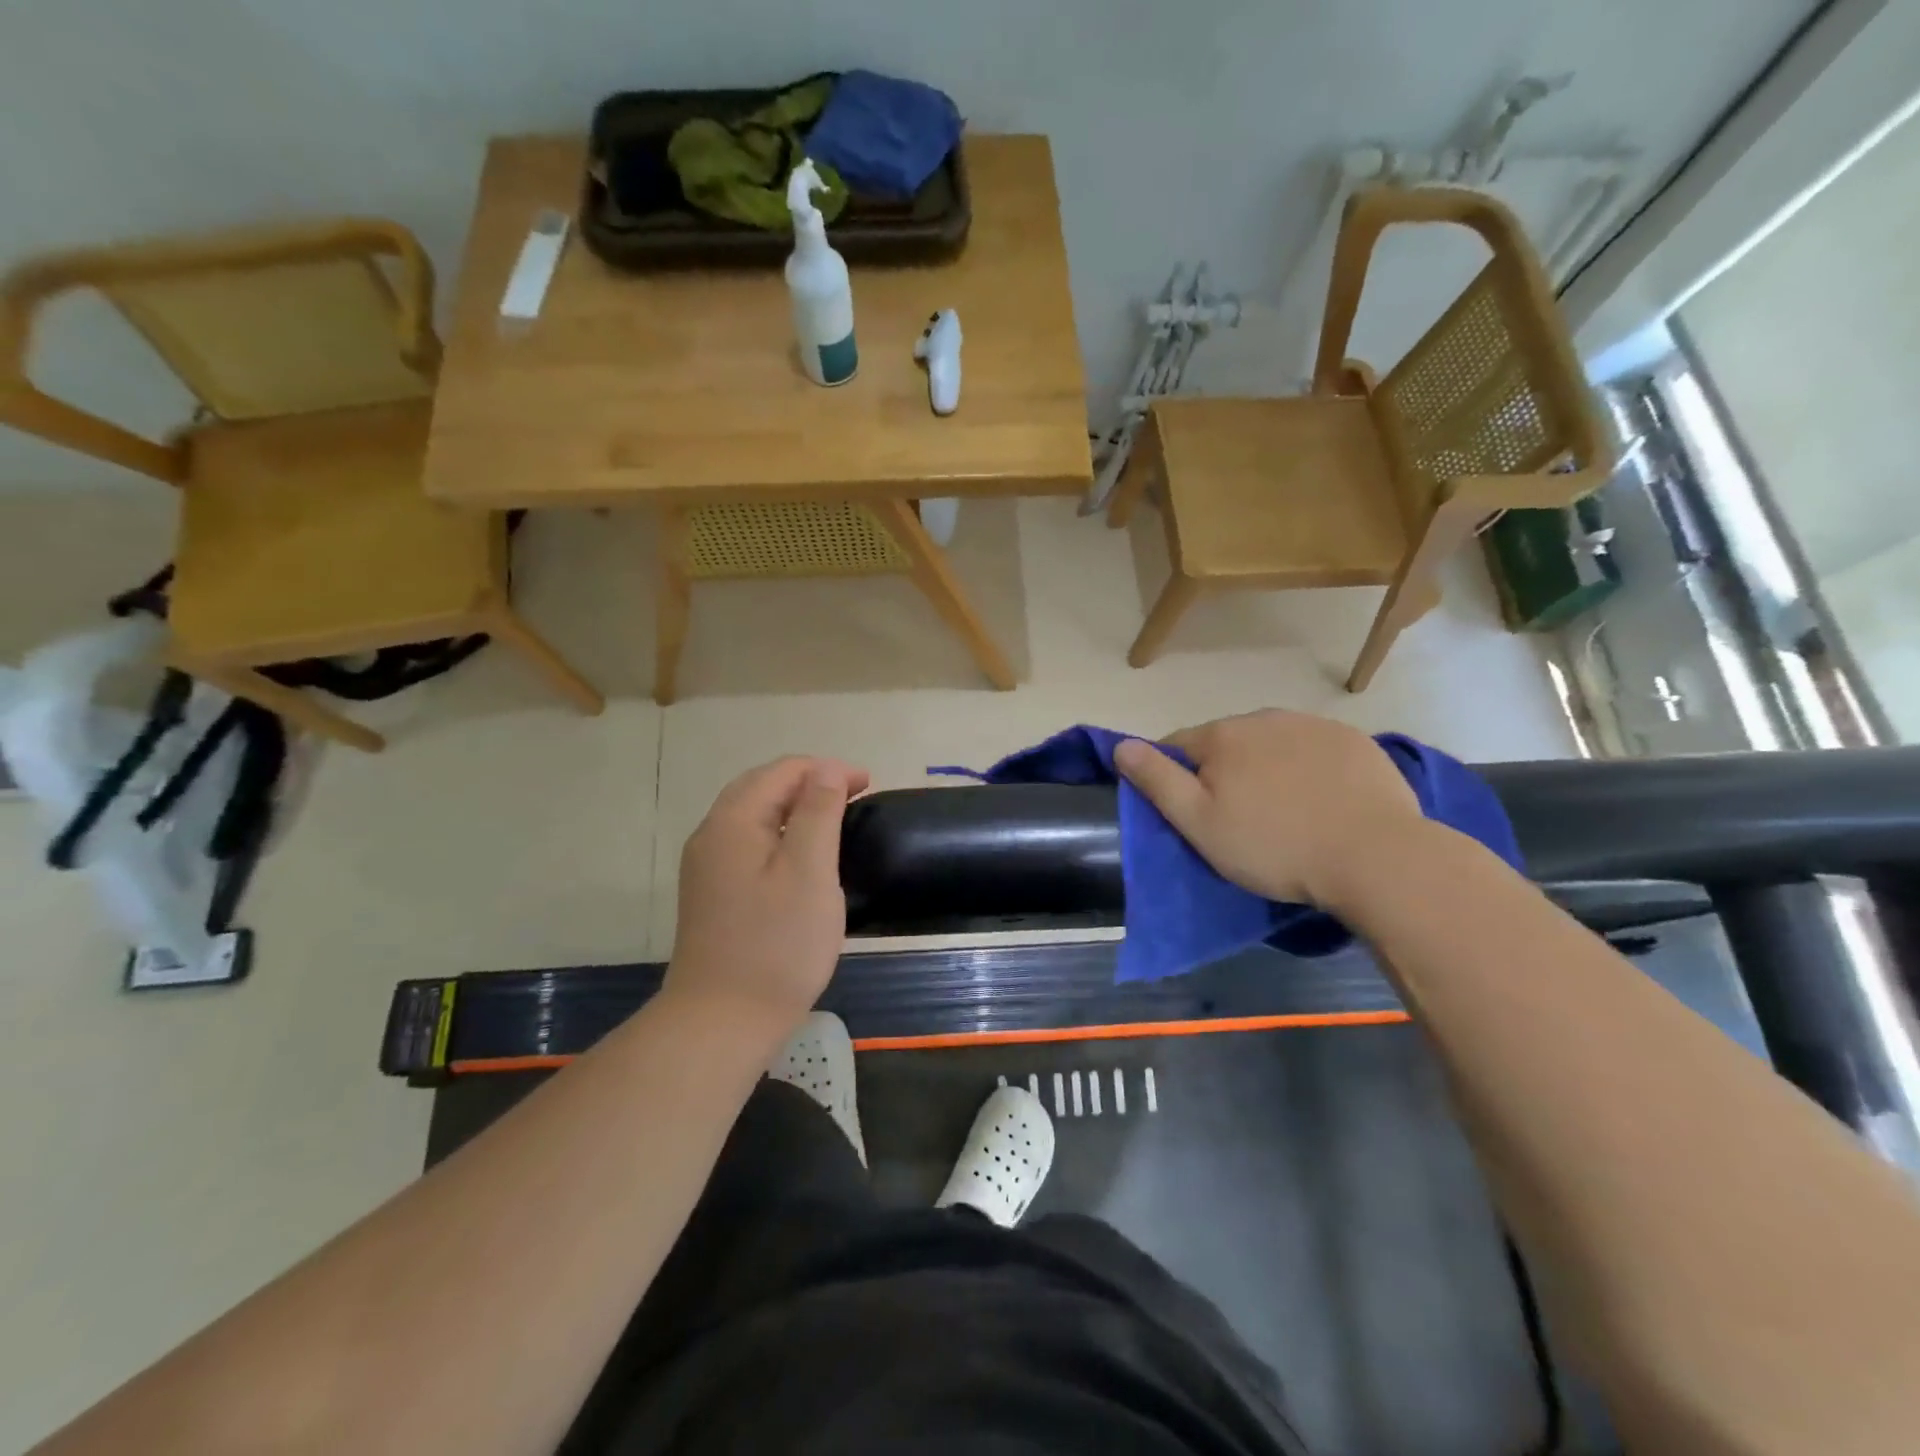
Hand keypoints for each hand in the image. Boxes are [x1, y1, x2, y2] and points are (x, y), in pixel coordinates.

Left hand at [664, 756, 870, 1035]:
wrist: (722, 1022)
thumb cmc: (777, 945)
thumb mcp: (809, 872)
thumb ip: (817, 812)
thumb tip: (824, 768)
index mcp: (733, 822)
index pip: (782, 771)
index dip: (827, 770)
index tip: (869, 785)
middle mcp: (711, 835)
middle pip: (762, 787)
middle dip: (810, 782)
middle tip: (854, 795)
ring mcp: (707, 867)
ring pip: (753, 815)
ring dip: (794, 807)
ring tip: (834, 818)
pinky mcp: (712, 893)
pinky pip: (748, 843)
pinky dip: (779, 833)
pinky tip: (801, 855)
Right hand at [1113, 710, 1420, 908]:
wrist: (1376, 857)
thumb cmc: (1274, 846)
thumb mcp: (1200, 823)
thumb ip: (1157, 781)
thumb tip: (1121, 745)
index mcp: (1223, 736)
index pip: (1177, 746)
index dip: (1176, 778)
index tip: (1193, 813)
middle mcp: (1264, 717)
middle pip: (1227, 743)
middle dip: (1224, 772)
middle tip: (1239, 820)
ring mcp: (1314, 725)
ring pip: (1271, 744)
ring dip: (1267, 768)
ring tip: (1284, 813)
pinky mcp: (1355, 741)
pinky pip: (1314, 750)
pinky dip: (1309, 769)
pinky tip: (1322, 802)